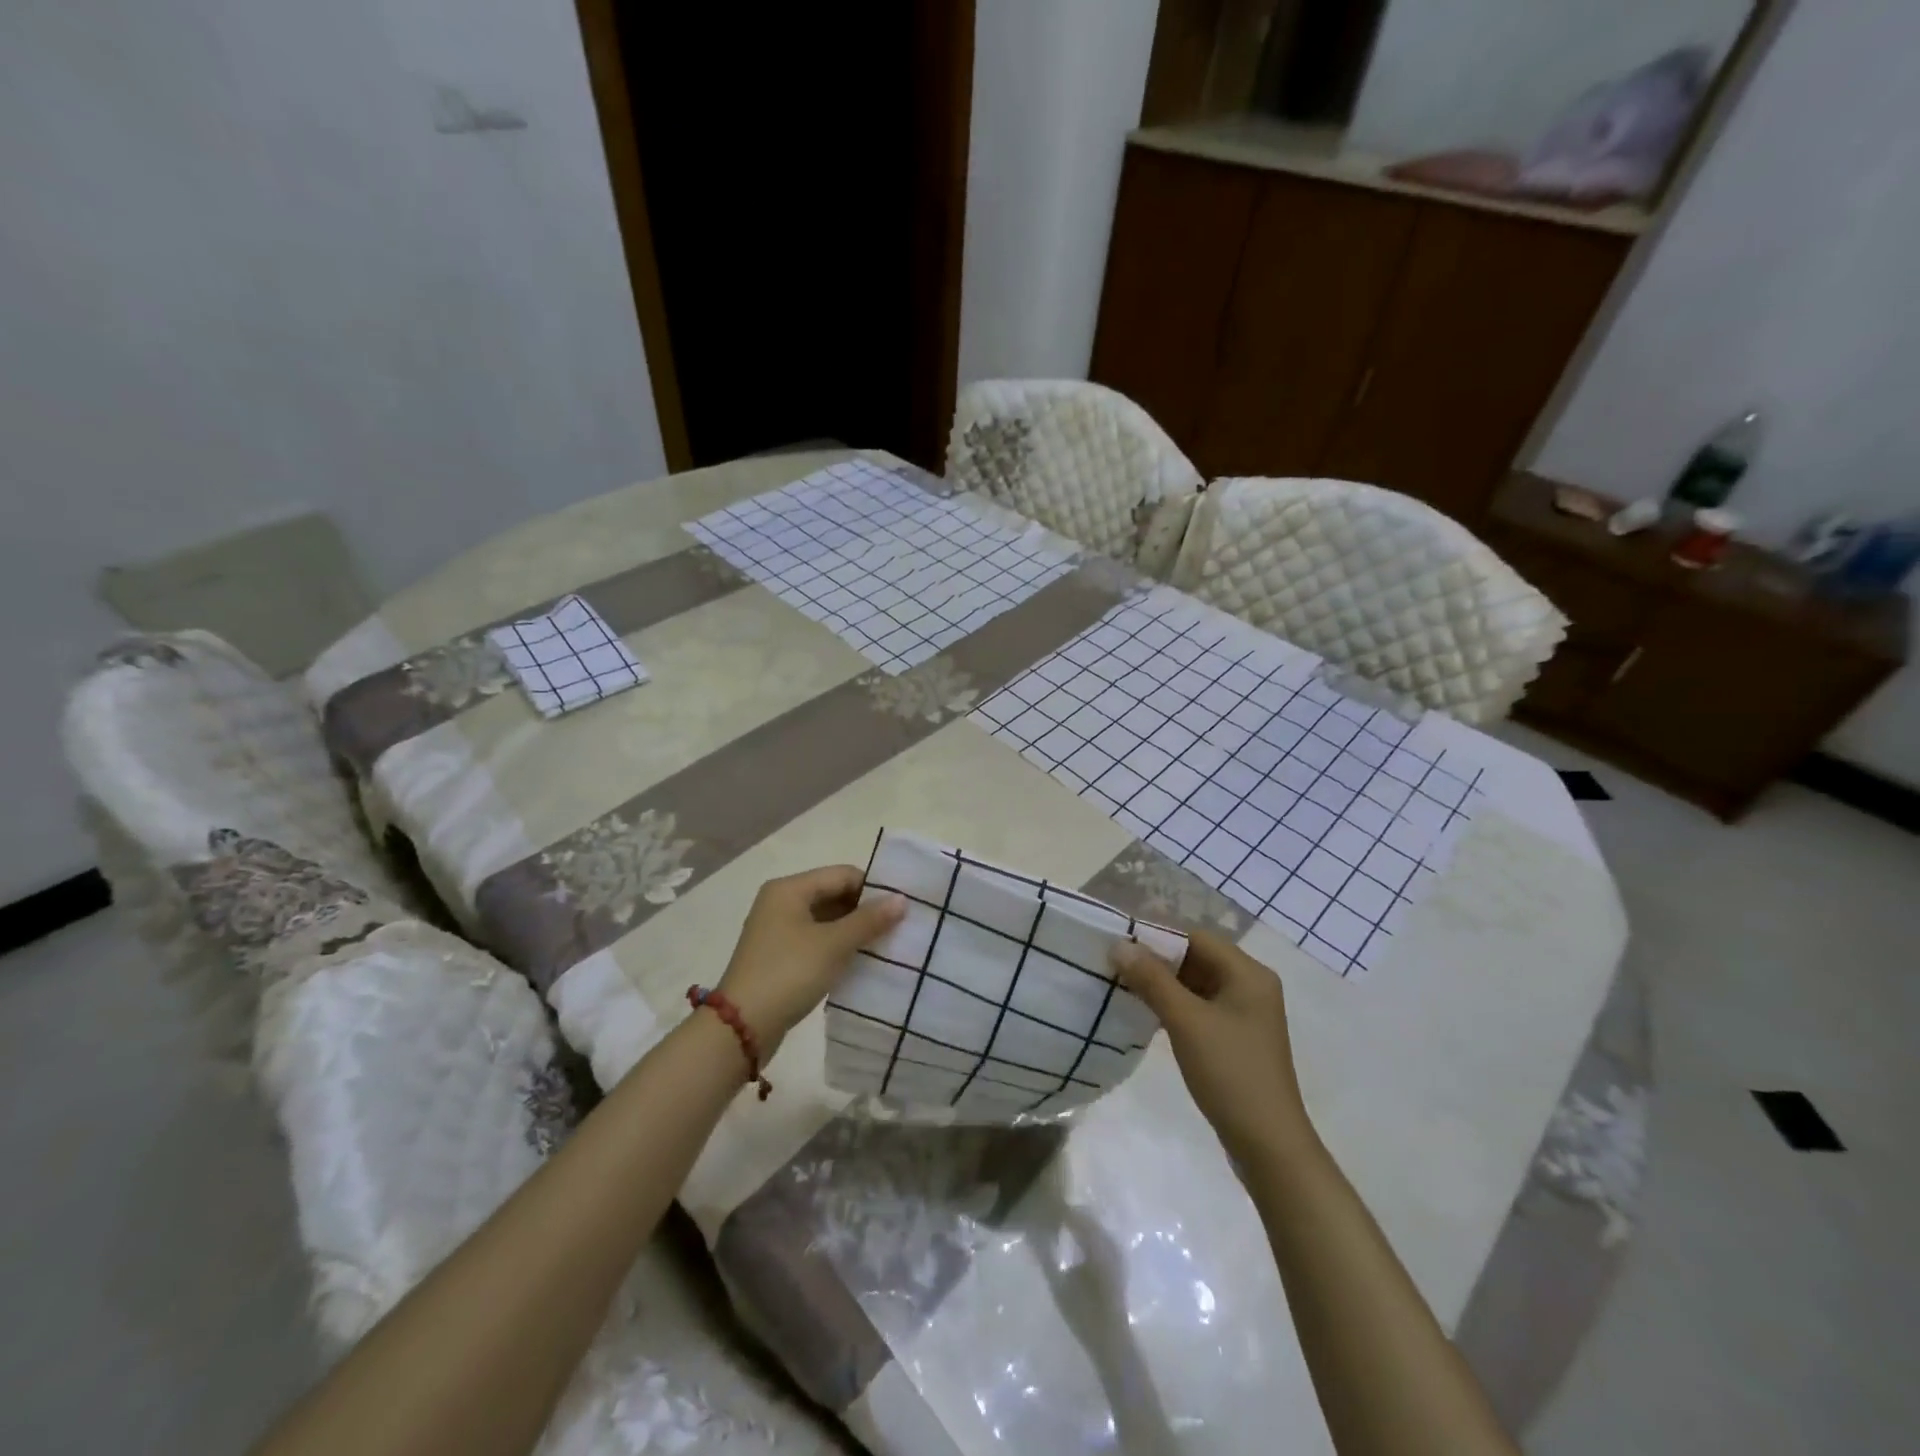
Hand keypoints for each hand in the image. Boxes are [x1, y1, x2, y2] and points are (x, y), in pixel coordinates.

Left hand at [716, 865, 904, 1053]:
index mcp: (790, 889)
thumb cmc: (789, 973)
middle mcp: (781, 902)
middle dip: (865, 910)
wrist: (741, 1027)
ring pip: (826, 919)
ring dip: (853, 930)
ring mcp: (778, 930)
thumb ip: (869, 920)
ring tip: (886, 944)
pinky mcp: (779, 955)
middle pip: (833, 894)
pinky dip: (838, 946)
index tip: (902, 907)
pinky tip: (860, 960)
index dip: (873, 888)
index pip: (842, 875)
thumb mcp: (833, 945)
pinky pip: (816, 940)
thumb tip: (902, 899)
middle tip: (899, 927)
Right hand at [1111, 930, 1315, 1165]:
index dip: (1157, 935)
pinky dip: (1174, 1004)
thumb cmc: (1229, 1072)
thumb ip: (1151, 979)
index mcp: (1249, 973)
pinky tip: (1146, 1013)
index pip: (1196, 936)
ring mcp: (1245, 1014)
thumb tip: (1119, 944)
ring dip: (1162, 983)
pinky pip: (1200, 1006)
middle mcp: (1251, 986)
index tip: (1119, 942)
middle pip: (1197, 957)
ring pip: (1196, 983)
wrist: (1268, 1145)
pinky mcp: (1235, 1037)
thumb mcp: (1186, 1021)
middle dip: (1157, 960)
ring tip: (1123, 985)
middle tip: (1115, 964)